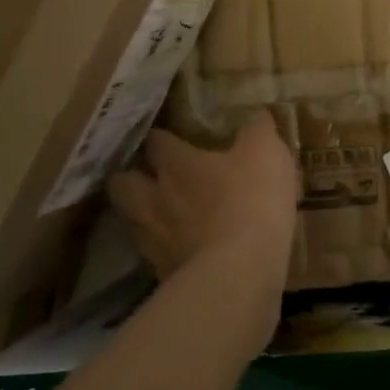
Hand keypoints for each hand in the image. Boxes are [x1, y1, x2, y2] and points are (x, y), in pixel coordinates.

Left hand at [109, 112, 299, 290]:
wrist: (239, 272)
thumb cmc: (251, 199)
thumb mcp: (267, 153)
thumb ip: (257, 130)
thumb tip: (255, 114)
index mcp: (177, 164)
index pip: (156, 142)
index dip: (161, 137)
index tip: (168, 135)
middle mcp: (155, 198)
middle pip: (123, 183)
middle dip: (130, 176)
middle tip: (148, 174)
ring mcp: (154, 240)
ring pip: (132, 221)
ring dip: (142, 215)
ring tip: (160, 215)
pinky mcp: (162, 275)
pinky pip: (154, 256)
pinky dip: (164, 250)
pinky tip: (182, 250)